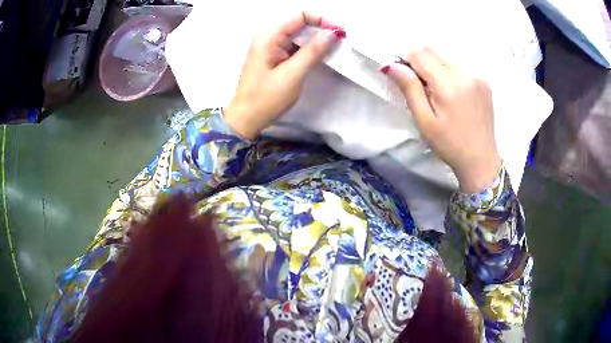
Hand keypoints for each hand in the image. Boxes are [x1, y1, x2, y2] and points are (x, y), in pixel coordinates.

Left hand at [224, 12, 344, 138]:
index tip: (340, 32)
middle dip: (321, 29)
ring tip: (335, 47)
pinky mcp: (274, 55)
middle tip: (341, 40)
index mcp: (269, 35)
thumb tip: (332, 33)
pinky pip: (294, 45)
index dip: (322, 20)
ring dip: (316, 39)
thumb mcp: (293, 74)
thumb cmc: (266, 98)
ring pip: (299, 34)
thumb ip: (313, 51)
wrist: (246, 118)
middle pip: (300, 22)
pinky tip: (320, 54)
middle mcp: (268, 35)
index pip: (300, 16)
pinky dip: (308, 48)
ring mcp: (270, 45)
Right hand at [382, 49, 500, 192]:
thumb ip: (410, 89)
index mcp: (448, 85)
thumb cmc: (449, 144)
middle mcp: (465, 74)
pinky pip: (462, 65)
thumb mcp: (424, 120)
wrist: (480, 159)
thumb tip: (391, 65)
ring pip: (448, 55)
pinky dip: (452, 70)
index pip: (420, 54)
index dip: (408, 60)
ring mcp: (478, 76)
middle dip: (422, 60)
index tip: (406, 75)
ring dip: (437, 63)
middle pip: (434, 50)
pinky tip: (454, 91)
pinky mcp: (485, 82)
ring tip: (437, 88)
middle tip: (421, 83)